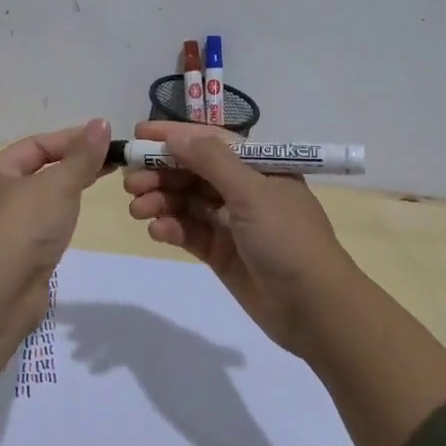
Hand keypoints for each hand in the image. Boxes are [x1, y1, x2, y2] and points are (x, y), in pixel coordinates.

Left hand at [0, 118, 112, 284]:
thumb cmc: (25, 226)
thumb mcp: (59, 184)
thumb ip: (82, 156)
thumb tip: (100, 123)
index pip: (35, 146)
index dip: (71, 139)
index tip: (105, 140)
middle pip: (36, 171)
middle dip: (71, 164)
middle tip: (108, 162)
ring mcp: (0, 228)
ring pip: (39, 200)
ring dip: (65, 191)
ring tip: (96, 186)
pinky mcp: (13, 256)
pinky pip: (39, 226)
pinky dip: (58, 217)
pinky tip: (75, 220)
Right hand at [122, 121, 356, 355]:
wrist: (315, 309)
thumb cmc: (288, 240)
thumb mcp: (252, 192)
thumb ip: (212, 161)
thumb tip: (176, 136)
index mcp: (258, 166)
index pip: (209, 142)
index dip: (174, 136)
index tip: (138, 135)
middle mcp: (243, 189)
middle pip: (192, 172)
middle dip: (160, 173)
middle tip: (130, 182)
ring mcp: (231, 222)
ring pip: (185, 202)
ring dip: (160, 200)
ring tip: (137, 210)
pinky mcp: (221, 252)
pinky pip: (188, 231)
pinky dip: (171, 228)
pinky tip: (157, 231)